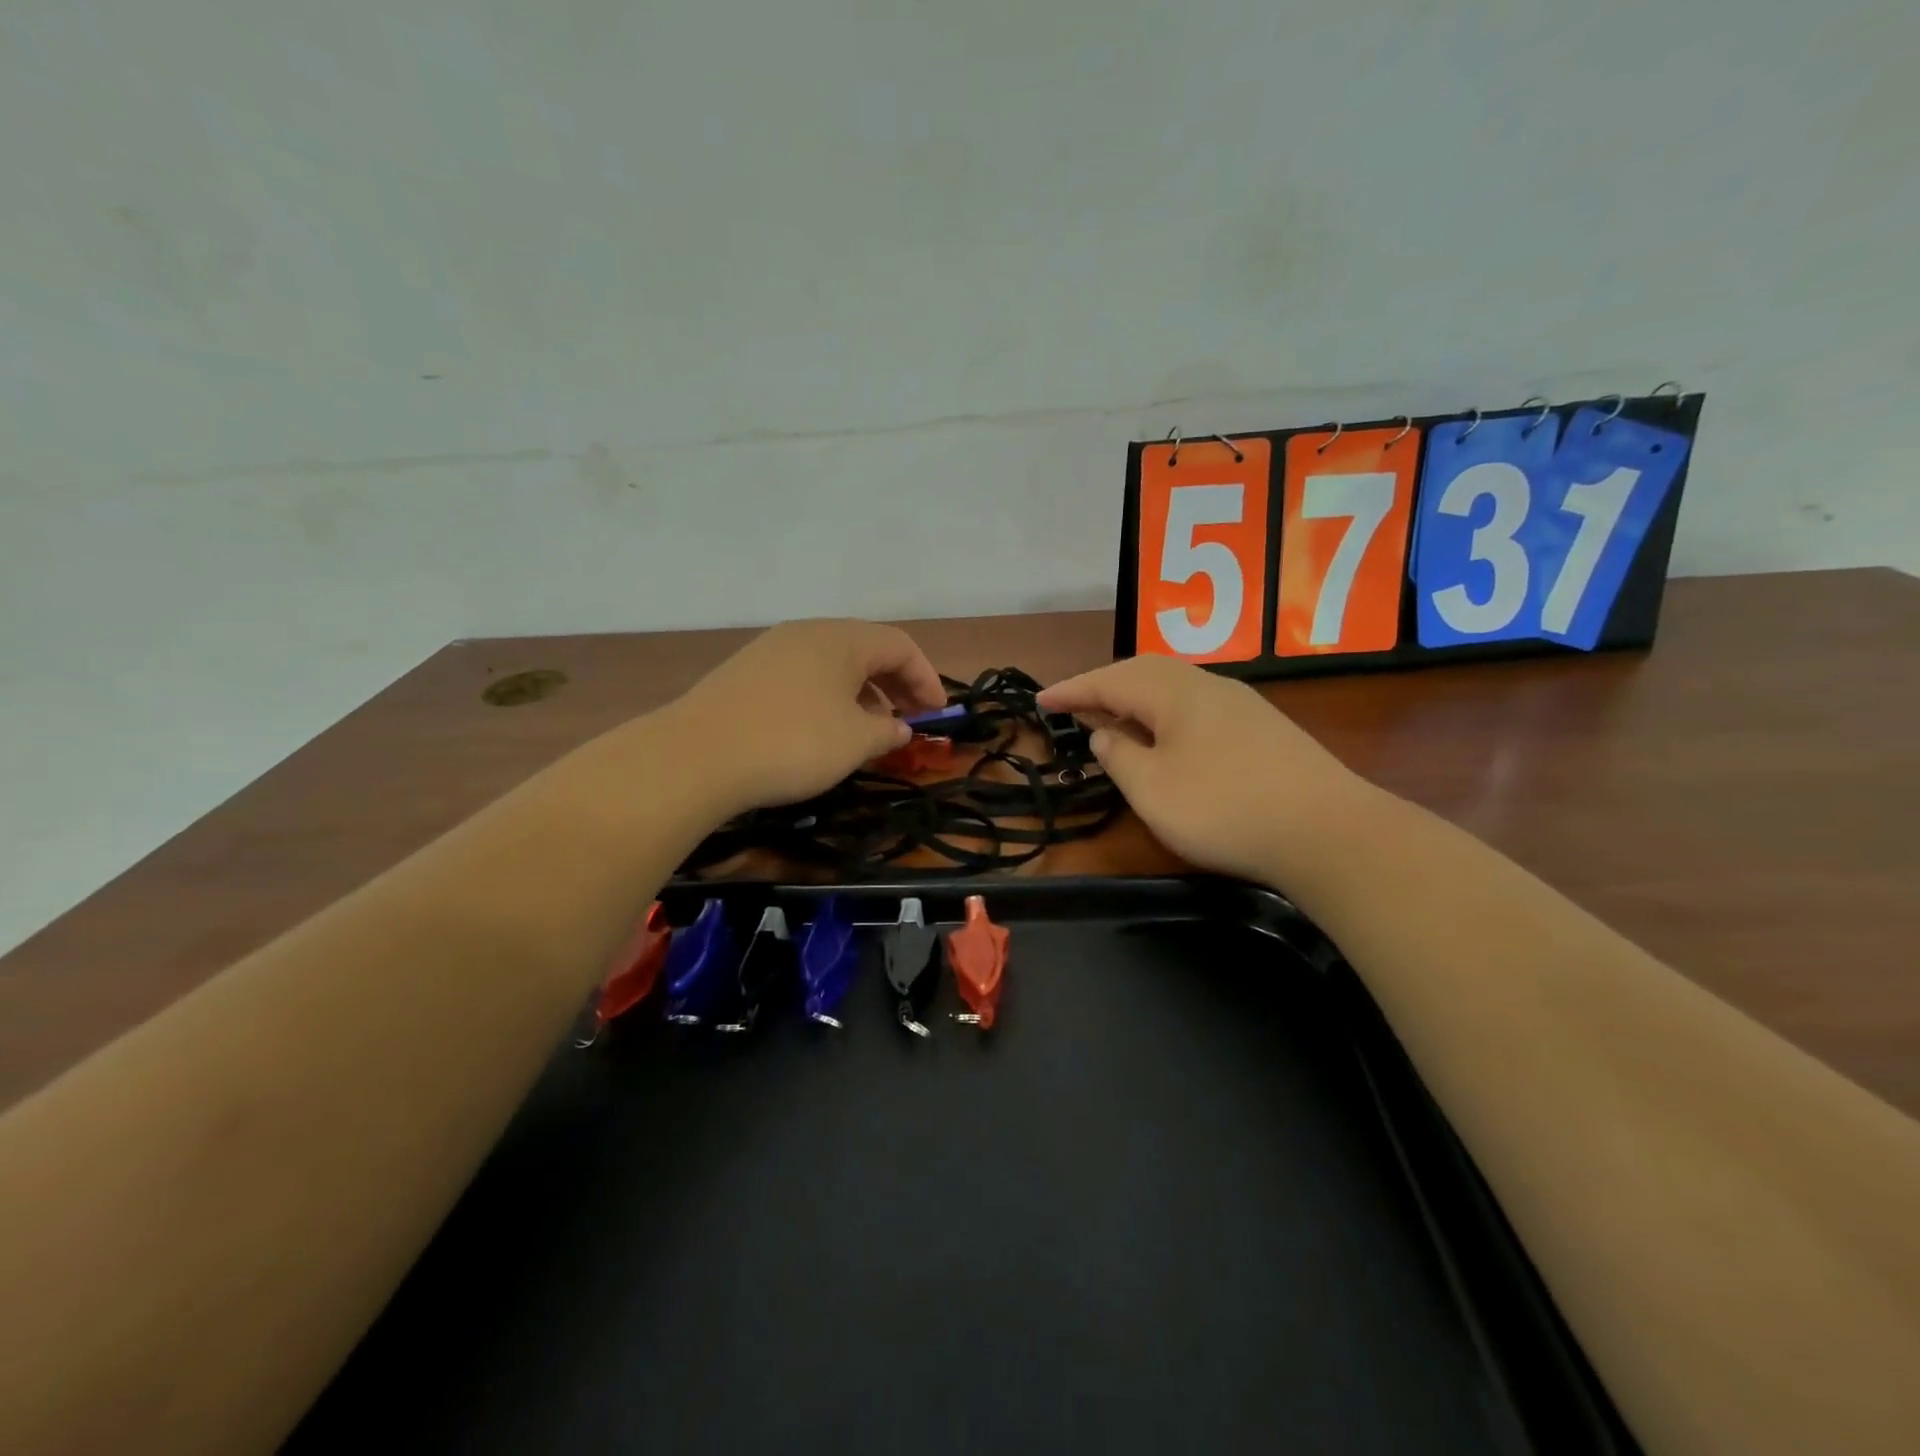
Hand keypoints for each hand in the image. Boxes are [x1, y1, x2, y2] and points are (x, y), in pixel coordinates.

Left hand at [663, 619, 946, 815]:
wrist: (697, 756)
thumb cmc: (794, 742)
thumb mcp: (855, 742)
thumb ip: (887, 731)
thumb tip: (899, 727)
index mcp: (842, 639)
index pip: (900, 646)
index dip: (926, 678)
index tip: (936, 714)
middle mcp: (808, 633)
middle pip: (866, 650)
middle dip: (895, 684)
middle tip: (909, 719)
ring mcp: (772, 650)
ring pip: (833, 664)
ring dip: (861, 693)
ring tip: (869, 729)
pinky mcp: (746, 673)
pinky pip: (803, 677)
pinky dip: (828, 697)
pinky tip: (824, 730)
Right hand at [1038, 655, 1375, 885]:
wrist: (1328, 832)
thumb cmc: (1224, 808)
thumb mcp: (1152, 789)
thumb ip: (1119, 756)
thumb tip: (1105, 734)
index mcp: (1174, 691)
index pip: (1110, 680)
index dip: (1072, 690)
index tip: (1040, 701)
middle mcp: (1208, 685)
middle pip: (1144, 672)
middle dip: (1104, 686)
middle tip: (1074, 705)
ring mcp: (1241, 705)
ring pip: (1174, 688)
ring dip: (1137, 699)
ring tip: (1113, 718)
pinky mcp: (1263, 730)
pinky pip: (1196, 708)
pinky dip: (1166, 716)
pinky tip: (1167, 740)